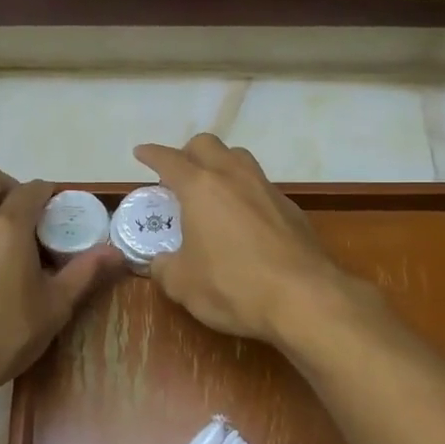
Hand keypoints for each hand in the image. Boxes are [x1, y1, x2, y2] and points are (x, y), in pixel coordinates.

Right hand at [133, 135, 354, 343]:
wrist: (303, 298)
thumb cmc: (232, 285)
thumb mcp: (182, 284)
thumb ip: (164, 268)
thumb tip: (160, 263)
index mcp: (201, 187)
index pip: (169, 160)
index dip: (152, 155)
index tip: (141, 153)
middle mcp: (234, 177)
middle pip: (208, 145)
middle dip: (188, 153)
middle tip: (178, 175)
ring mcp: (267, 189)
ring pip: (239, 159)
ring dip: (221, 166)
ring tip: (212, 191)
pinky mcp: (291, 209)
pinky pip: (261, 187)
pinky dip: (245, 193)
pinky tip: (243, 220)